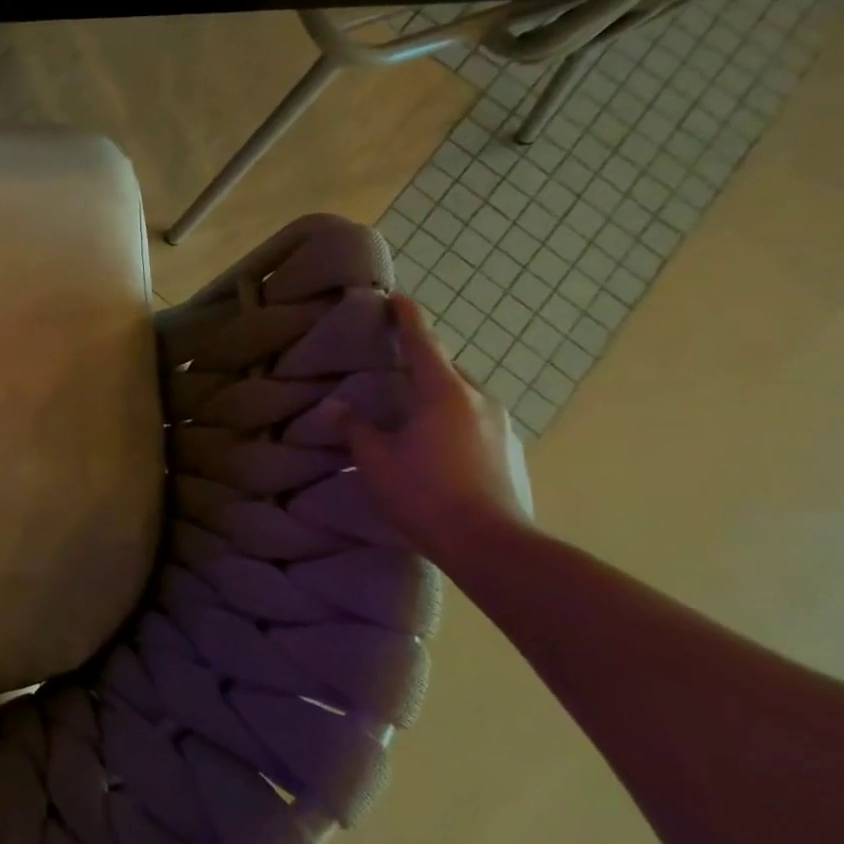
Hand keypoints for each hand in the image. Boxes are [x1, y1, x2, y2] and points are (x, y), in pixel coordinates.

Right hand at [342, 293, 531, 565]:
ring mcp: (500, 425)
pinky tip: (432, 441)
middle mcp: (478, 399)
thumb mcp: (374, 459)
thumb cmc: (424, 493)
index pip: (422, 343)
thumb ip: (354, 427)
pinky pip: (474, 419)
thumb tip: (335, 406)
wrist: (491, 544)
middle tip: (391, 364)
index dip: (407, 318)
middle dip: (420, 361)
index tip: (397, 298)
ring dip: (436, 393)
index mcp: (443, 392)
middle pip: (446, 368)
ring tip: (408, 408)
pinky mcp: (509, 450)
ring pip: (462, 395)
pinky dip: (450, 417)